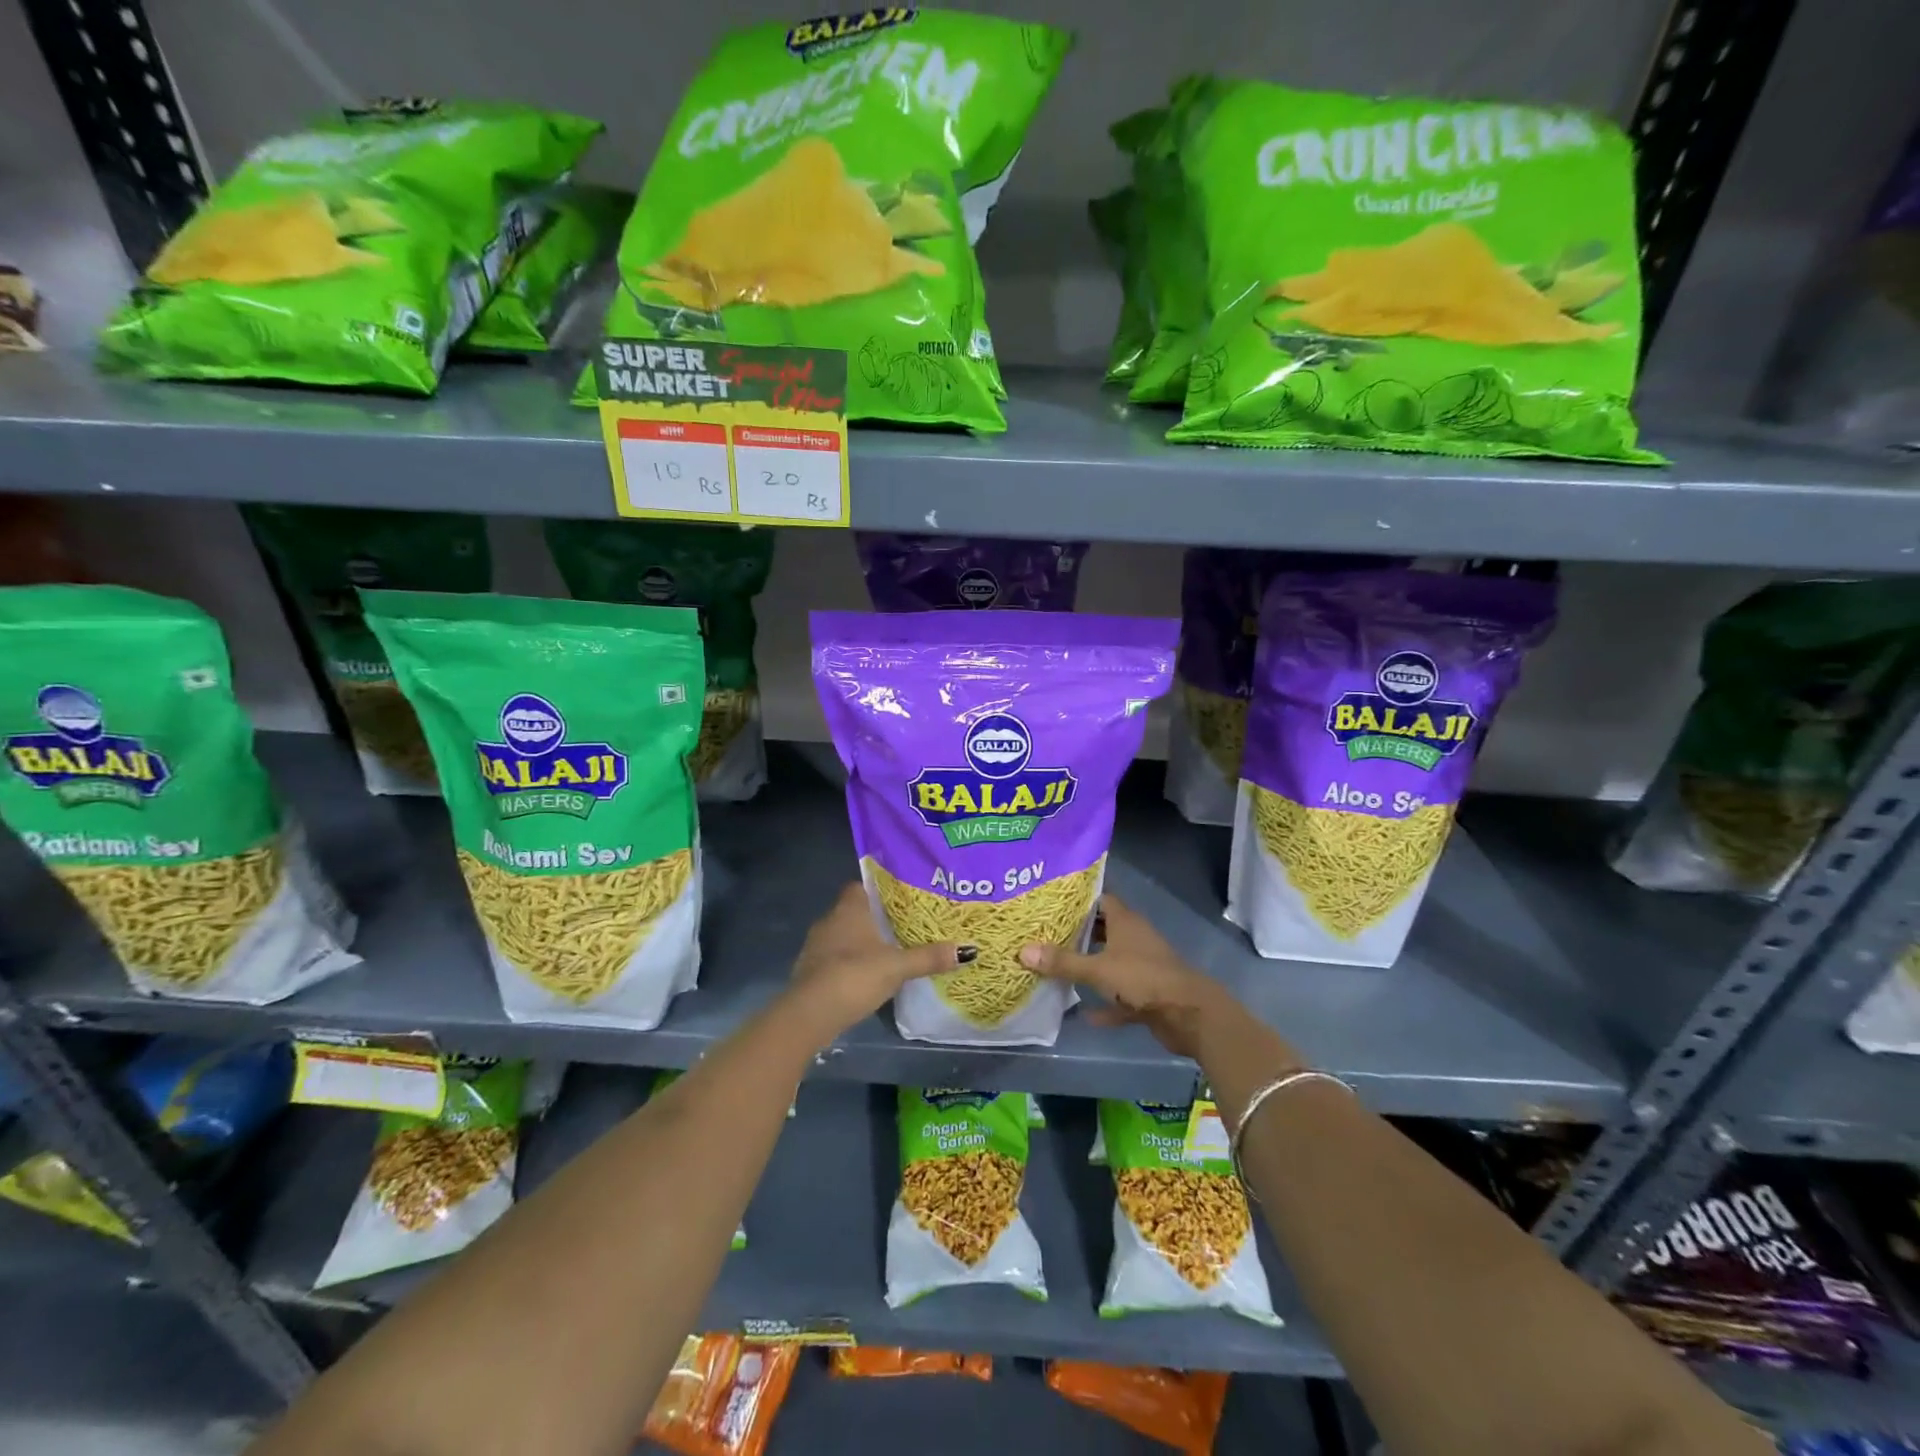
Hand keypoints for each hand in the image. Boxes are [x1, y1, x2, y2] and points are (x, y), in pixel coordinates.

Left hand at [788, 883, 959, 1043]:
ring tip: (889, 951)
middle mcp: (829, 920)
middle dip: (874, 918)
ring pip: (843, 935)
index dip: (878, 889)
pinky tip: (867, 975)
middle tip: (902, 925)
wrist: (809, 1014)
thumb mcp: (897, 967)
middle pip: (854, 911)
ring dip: (861, 942)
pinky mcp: (810, 971)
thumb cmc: (854, 976)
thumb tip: (968, 949)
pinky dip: (849, 963)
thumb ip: (929, 957)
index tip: (900, 898)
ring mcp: (816, 947)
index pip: (860, 886)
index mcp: (848, 908)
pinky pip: (834, 958)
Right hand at [1020, 895, 1240, 1059]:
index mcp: (1126, 922)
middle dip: (1079, 933)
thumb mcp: (1097, 969)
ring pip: (1112, 963)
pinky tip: (1084, 1013)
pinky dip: (1105, 1004)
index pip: (1101, 900)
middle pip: (1104, 930)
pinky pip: (1120, 997)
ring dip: (1091, 968)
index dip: (1079, 899)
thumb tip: (1022, 951)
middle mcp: (1135, 939)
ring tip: (1057, 968)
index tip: (1052, 901)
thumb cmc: (1142, 978)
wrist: (1189, 1014)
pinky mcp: (1148, 995)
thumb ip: (1062, 962)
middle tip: (1046, 933)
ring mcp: (1143, 967)